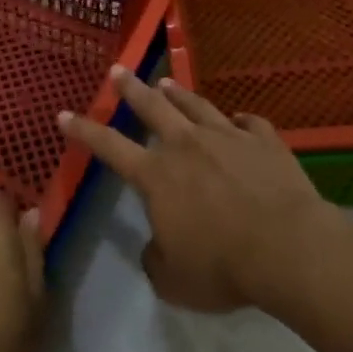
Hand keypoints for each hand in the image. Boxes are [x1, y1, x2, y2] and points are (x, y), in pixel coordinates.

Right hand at [58, 67, 333, 312]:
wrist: (288, 247)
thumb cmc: (223, 266)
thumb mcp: (174, 280)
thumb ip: (156, 259)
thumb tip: (156, 246)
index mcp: (157, 176)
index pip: (109, 147)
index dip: (84, 131)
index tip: (65, 114)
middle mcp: (186, 145)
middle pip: (152, 107)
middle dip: (131, 88)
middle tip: (118, 71)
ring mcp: (228, 137)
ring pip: (196, 106)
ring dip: (179, 93)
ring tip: (167, 82)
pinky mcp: (264, 141)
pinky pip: (250, 123)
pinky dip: (241, 121)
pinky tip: (240, 120)